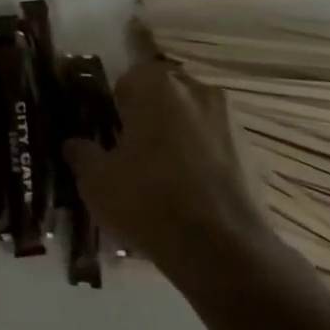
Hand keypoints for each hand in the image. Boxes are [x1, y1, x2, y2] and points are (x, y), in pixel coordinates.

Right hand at [64, 60, 276, 270]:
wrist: (223, 252)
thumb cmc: (149, 202)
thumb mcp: (96, 181)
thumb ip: (81, 154)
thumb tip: (75, 144)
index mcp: (156, 87)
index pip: (129, 77)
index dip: (117, 104)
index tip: (112, 133)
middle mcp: (198, 91)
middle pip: (166, 92)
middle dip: (151, 114)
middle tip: (135, 151)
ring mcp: (232, 121)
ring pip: (195, 116)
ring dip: (181, 134)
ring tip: (167, 175)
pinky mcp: (255, 153)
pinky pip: (219, 146)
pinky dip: (206, 159)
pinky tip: (195, 194)